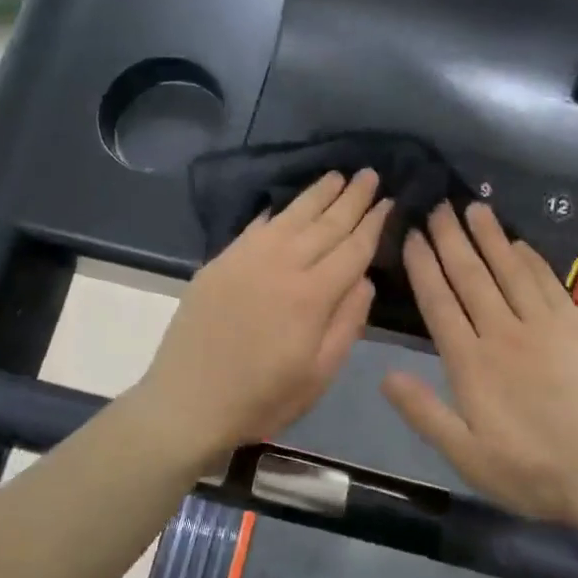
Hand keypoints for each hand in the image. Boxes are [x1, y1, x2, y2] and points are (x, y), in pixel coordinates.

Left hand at [135, 170, 390, 460]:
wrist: (187, 403)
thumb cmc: (262, 399)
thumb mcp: (319, 375)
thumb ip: (347, 323)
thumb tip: (364, 279)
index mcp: (312, 296)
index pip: (353, 249)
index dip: (374, 224)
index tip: (390, 200)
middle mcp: (282, 265)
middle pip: (325, 224)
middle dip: (351, 198)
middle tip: (369, 173)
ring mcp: (246, 260)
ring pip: (290, 217)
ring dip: (316, 195)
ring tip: (336, 175)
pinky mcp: (220, 263)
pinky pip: (254, 227)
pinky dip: (275, 212)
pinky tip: (285, 205)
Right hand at [382, 203, 577, 526]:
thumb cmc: (532, 471)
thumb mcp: (466, 456)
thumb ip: (424, 413)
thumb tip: (384, 376)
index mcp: (470, 363)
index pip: (439, 302)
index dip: (423, 266)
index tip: (413, 235)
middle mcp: (502, 332)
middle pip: (470, 276)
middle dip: (451, 239)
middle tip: (439, 206)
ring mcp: (543, 325)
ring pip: (508, 269)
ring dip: (489, 237)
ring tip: (474, 207)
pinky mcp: (577, 326)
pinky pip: (547, 282)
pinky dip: (530, 258)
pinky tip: (519, 243)